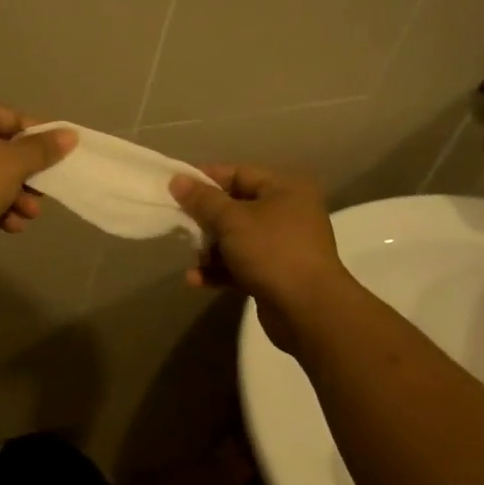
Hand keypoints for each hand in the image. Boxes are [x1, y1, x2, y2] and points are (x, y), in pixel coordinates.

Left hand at [0, 97, 75, 245]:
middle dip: (26, 177)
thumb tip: (70, 135)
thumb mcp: (14, 163)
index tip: (59, 160)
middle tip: (43, 195)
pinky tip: (9, 226)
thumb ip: (43, 149)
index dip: (40, 139)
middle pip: (2, 149)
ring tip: (28, 217)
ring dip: (13, 196)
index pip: (14, 119)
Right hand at [169, 164, 354, 353]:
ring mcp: (282, 247)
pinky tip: (196, 280)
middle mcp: (287, 214)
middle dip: (205, 218)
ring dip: (210, 248)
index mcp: (285, 190)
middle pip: (236, 208)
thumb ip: (203, 199)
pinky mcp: (275, 276)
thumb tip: (177, 179)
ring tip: (190, 258)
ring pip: (236, 239)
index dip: (207, 178)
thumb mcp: (232, 220)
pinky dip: (219, 270)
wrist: (308, 310)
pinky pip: (240, 265)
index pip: (240, 174)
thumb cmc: (272, 252)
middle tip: (178, 223)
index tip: (176, 186)